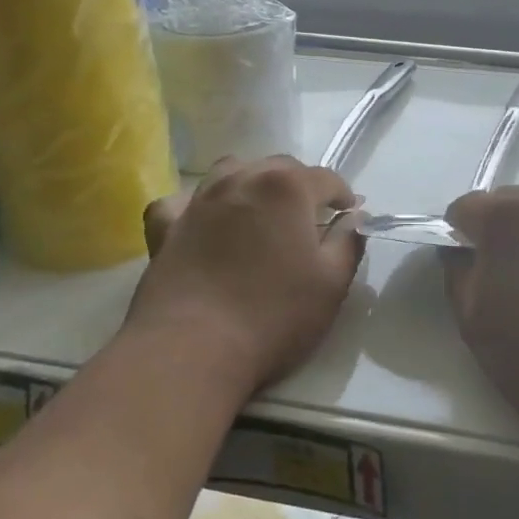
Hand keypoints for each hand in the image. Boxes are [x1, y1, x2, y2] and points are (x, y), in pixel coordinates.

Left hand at [125, 156, 362, 397]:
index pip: (326, 178)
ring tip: (262, 212)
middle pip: (279, 168)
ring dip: (252, 184)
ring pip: (230, 172)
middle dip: (301, 185)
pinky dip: (196, 205)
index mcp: (287, 187)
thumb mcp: (332, 283)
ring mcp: (198, 202)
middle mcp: (241, 180)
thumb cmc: (273, 316)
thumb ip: (348, 242)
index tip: (350, 214)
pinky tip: (203, 221)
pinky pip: (182, 202)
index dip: (344, 195)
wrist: (191, 351)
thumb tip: (353, 218)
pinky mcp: (165, 229)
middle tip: (312, 218)